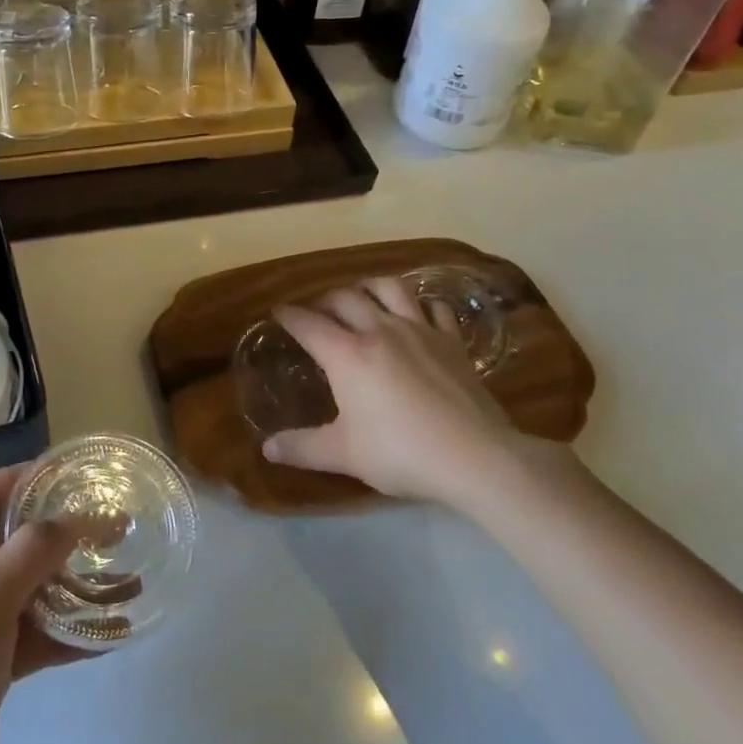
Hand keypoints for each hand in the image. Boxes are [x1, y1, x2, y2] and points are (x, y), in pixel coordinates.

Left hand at [0, 467, 90, 743]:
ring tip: (126, 578)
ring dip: (72, 585)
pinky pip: (32, 635)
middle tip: (114, 528)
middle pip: (9, 540)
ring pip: (27, 589)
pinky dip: (66, 632)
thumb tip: (75, 517)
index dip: (24, 480)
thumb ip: (33, 549)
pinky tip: (111, 633)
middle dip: (60, 535)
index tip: (74, 477)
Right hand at [261, 276, 571, 509]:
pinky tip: (417, 313)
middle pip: (345, 298)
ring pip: (389, 288)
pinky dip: (420, 304)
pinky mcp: (451, 341)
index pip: (307, 323)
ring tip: (362, 296)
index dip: (288, 315)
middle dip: (324, 299)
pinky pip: (433, 307)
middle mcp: (379, 330)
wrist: (474, 456)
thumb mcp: (343, 454)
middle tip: (317, 311)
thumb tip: (268, 449)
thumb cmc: (400, 452)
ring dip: (369, 287)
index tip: (277, 312)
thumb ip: (302, 448)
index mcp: (346, 354)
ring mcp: (419, 330)